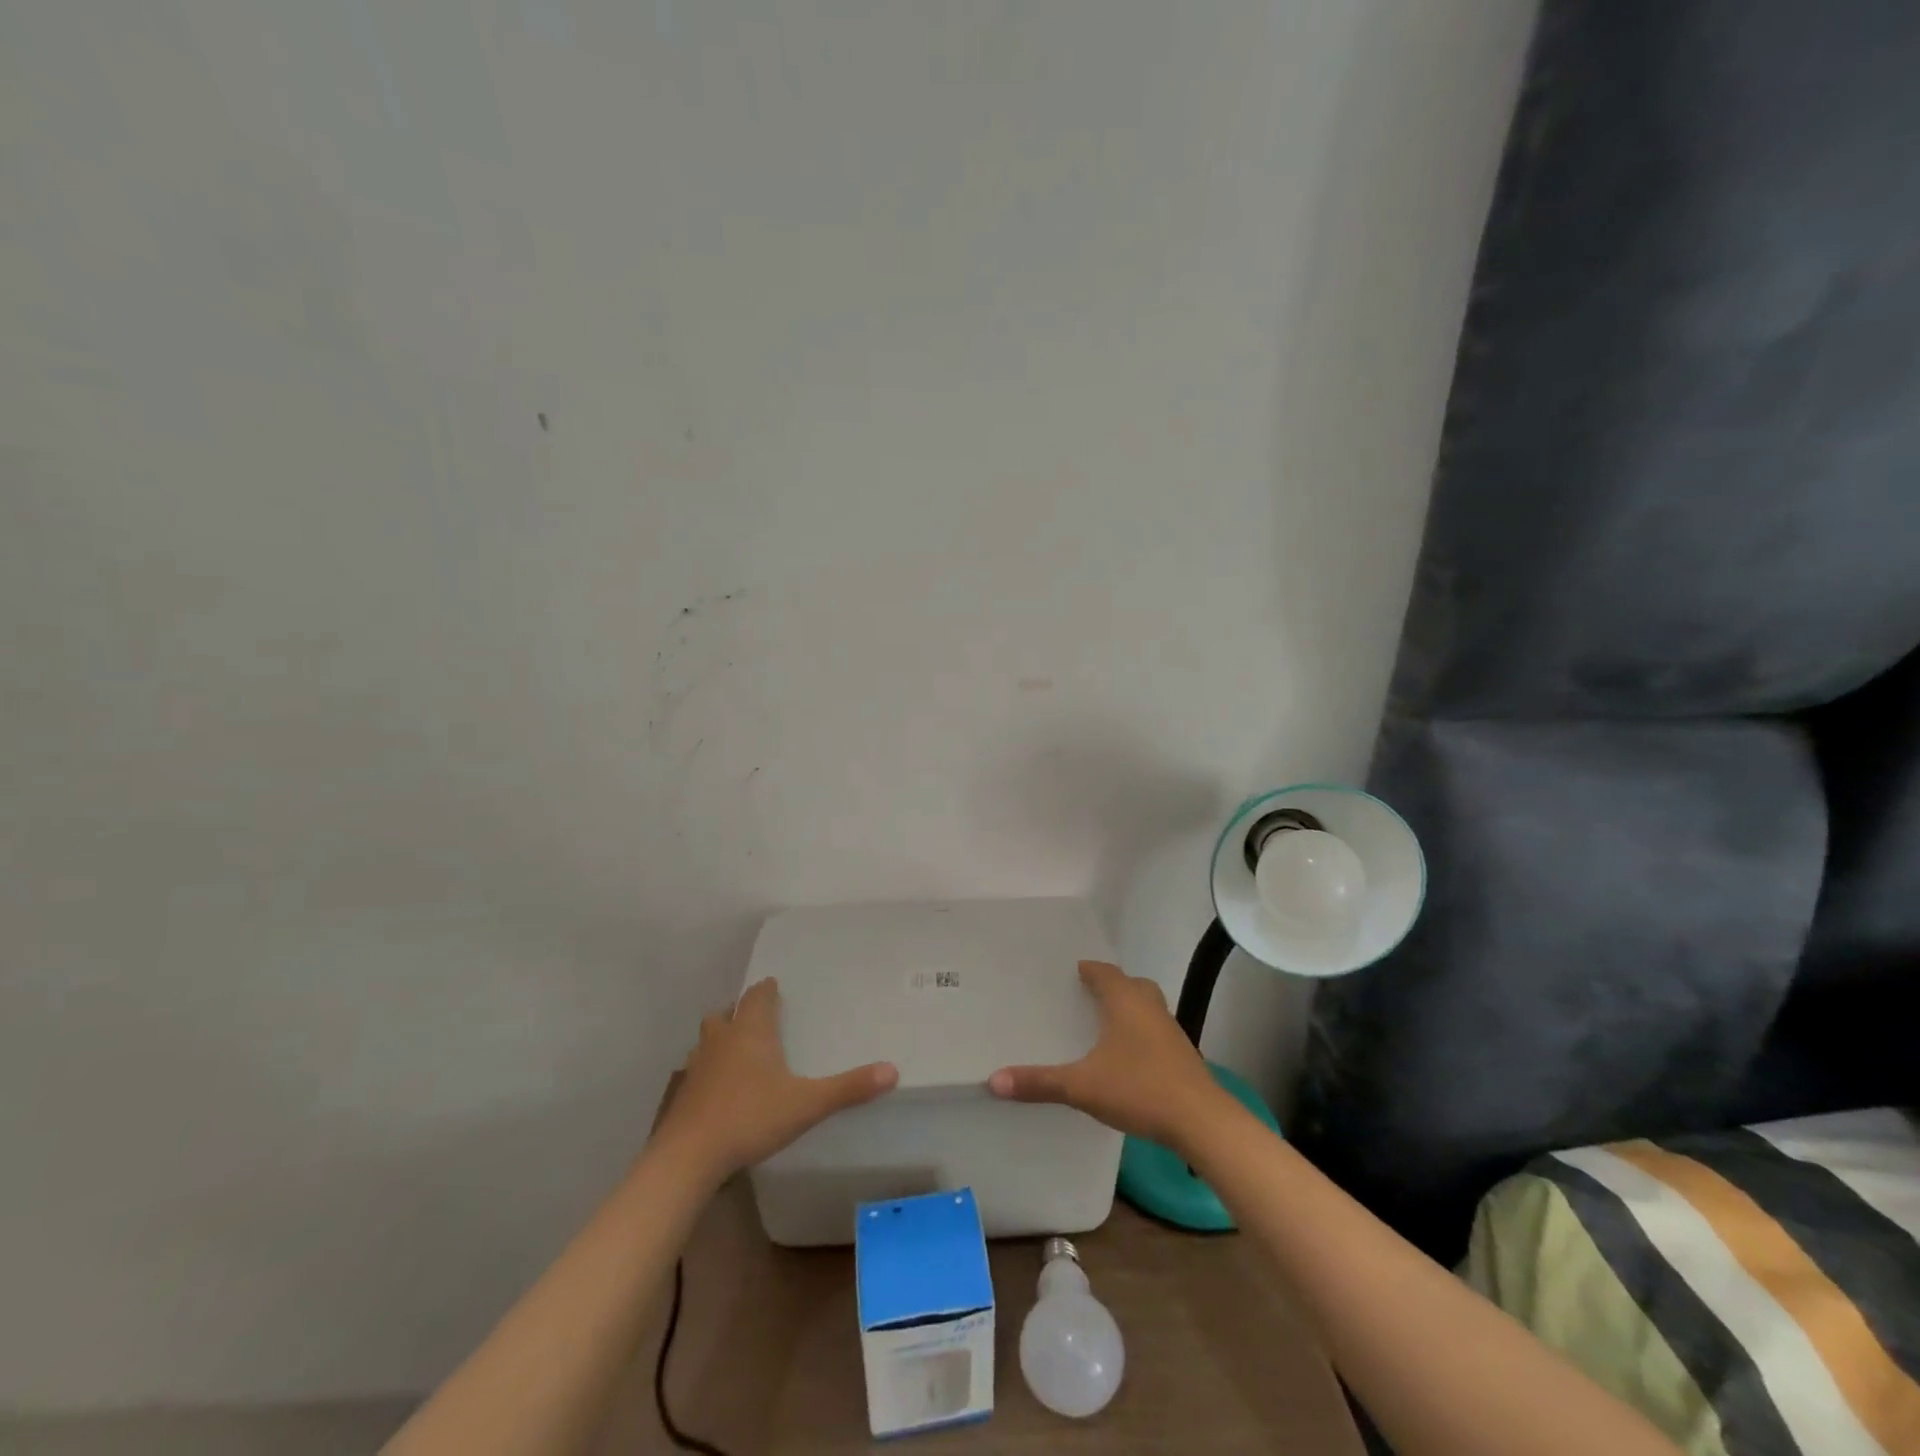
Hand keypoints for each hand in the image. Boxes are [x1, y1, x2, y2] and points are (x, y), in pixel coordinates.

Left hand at [655, 978, 898, 1182]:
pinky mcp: (684, 1096)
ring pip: (706, 1039)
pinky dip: (709, 1070)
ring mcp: (697, 1067)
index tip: (772, 984)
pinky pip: (698, 1070)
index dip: (766, 990)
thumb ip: (848, 1088)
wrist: (688, 1157)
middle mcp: (722, 1041)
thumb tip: (893, 1070)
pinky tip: (719, 1088)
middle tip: (754, 1015)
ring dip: (720, 1037)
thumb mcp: (807, 1104)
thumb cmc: (750, 1117)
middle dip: (738, 1010)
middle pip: (725, 1013)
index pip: (757, 997)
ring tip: (735, 1048)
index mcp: (751, 1033)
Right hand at [988, 960, 1227, 1152]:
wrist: (1201, 1121)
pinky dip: (1140, 1032)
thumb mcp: (1082, 1086)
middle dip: (1111, 986)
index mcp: (1125, 1001)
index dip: (1089, 970)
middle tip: (1087, 995)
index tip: (1074, 971)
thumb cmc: (1139, 1089)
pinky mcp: (1182, 1055)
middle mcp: (1150, 1007)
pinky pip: (1155, 1030)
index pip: (1105, 972)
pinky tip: (1128, 1056)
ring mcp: (1170, 1030)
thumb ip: (1039, 1082)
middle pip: (1130, 984)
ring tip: (1105, 1023)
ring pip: (1147, 1007)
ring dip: (1128, 1009)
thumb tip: (994, 1080)